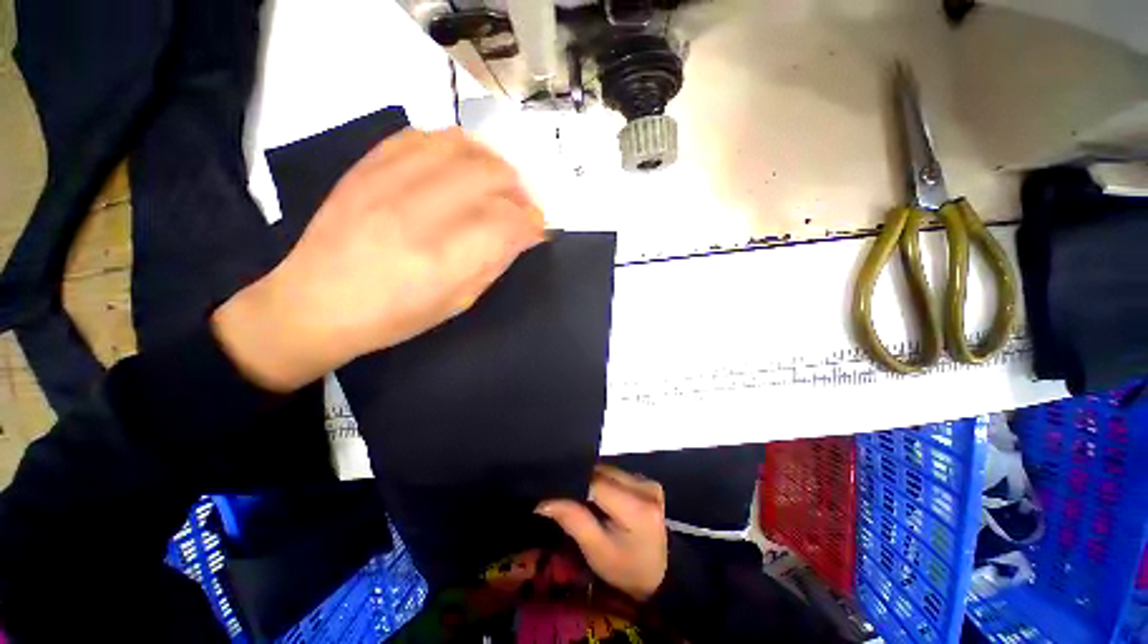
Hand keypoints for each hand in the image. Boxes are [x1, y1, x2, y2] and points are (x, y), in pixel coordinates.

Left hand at [213, 128, 544, 390]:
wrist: (314, 303)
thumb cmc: (394, 317)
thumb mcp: (457, 302)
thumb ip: (495, 262)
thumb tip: (525, 234)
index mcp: (443, 260)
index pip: (508, 222)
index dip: (532, 222)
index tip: (538, 229)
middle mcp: (418, 213)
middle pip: (490, 175)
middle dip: (519, 189)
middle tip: (522, 206)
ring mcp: (387, 183)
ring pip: (460, 147)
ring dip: (491, 162)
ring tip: (497, 182)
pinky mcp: (366, 167)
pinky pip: (421, 136)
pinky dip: (454, 146)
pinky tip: (460, 165)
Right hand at [536, 465, 667, 601]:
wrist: (659, 577)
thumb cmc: (625, 569)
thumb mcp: (596, 550)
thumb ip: (572, 519)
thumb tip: (543, 501)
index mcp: (637, 507)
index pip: (596, 483)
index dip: (574, 485)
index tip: (554, 493)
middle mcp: (646, 488)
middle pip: (603, 473)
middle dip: (583, 482)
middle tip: (565, 496)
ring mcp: (649, 483)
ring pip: (609, 471)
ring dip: (593, 481)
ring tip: (580, 497)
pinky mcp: (648, 482)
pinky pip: (617, 475)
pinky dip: (604, 482)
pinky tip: (598, 496)